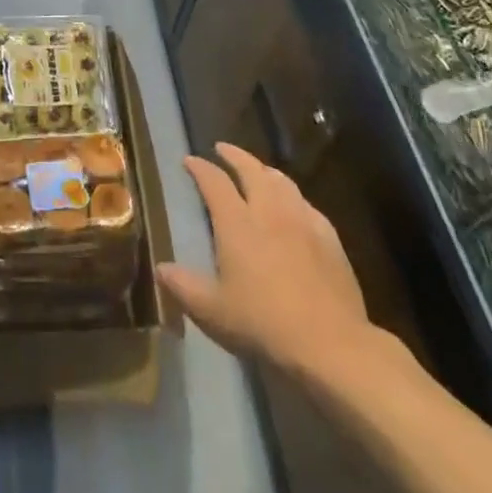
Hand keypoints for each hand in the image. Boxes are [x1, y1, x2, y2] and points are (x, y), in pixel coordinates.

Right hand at [157, 143, 377, 376]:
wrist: (330, 344)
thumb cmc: (263, 324)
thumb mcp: (212, 312)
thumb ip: (184, 286)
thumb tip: (161, 268)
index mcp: (237, 223)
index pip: (214, 182)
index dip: (200, 168)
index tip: (190, 161)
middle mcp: (269, 211)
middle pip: (251, 169)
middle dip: (234, 155)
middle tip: (222, 148)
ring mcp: (302, 221)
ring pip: (282, 182)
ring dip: (265, 170)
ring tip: (258, 170)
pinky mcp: (329, 239)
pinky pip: (307, 205)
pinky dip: (293, 197)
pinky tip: (295, 206)